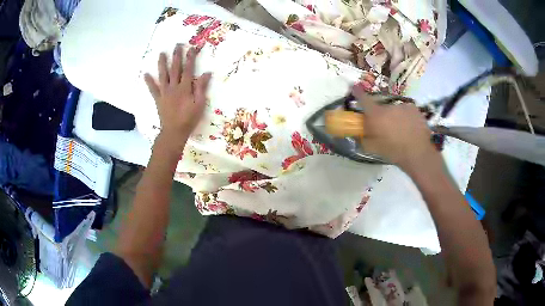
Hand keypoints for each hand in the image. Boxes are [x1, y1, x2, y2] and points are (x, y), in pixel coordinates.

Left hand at [144, 44, 211, 152]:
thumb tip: (206, 73)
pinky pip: (153, 89)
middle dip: (176, 56)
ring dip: (162, 64)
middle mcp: (174, 87)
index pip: (189, 69)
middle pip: (175, 68)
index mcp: (185, 88)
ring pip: (163, 75)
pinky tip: (145, 74)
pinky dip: (149, 82)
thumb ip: (202, 88)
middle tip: (177, 45)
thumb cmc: (189, 119)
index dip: (191, 58)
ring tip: (161, 54)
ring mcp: (164, 92)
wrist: (174, 132)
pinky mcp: (158, 99)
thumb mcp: (199, 104)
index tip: (192, 47)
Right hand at [352, 85, 439, 171]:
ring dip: (394, 118)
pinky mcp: (414, 109)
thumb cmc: (394, 152)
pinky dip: (406, 118)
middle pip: (381, 108)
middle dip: (381, 116)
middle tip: (385, 129)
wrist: (418, 154)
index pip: (363, 99)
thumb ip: (363, 138)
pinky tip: (409, 129)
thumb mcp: (373, 149)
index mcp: (376, 115)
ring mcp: (403, 106)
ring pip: (394, 111)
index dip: (358, 93)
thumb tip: (357, 133)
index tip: (354, 87)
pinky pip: (406, 112)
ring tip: (400, 131)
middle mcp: (388, 107)